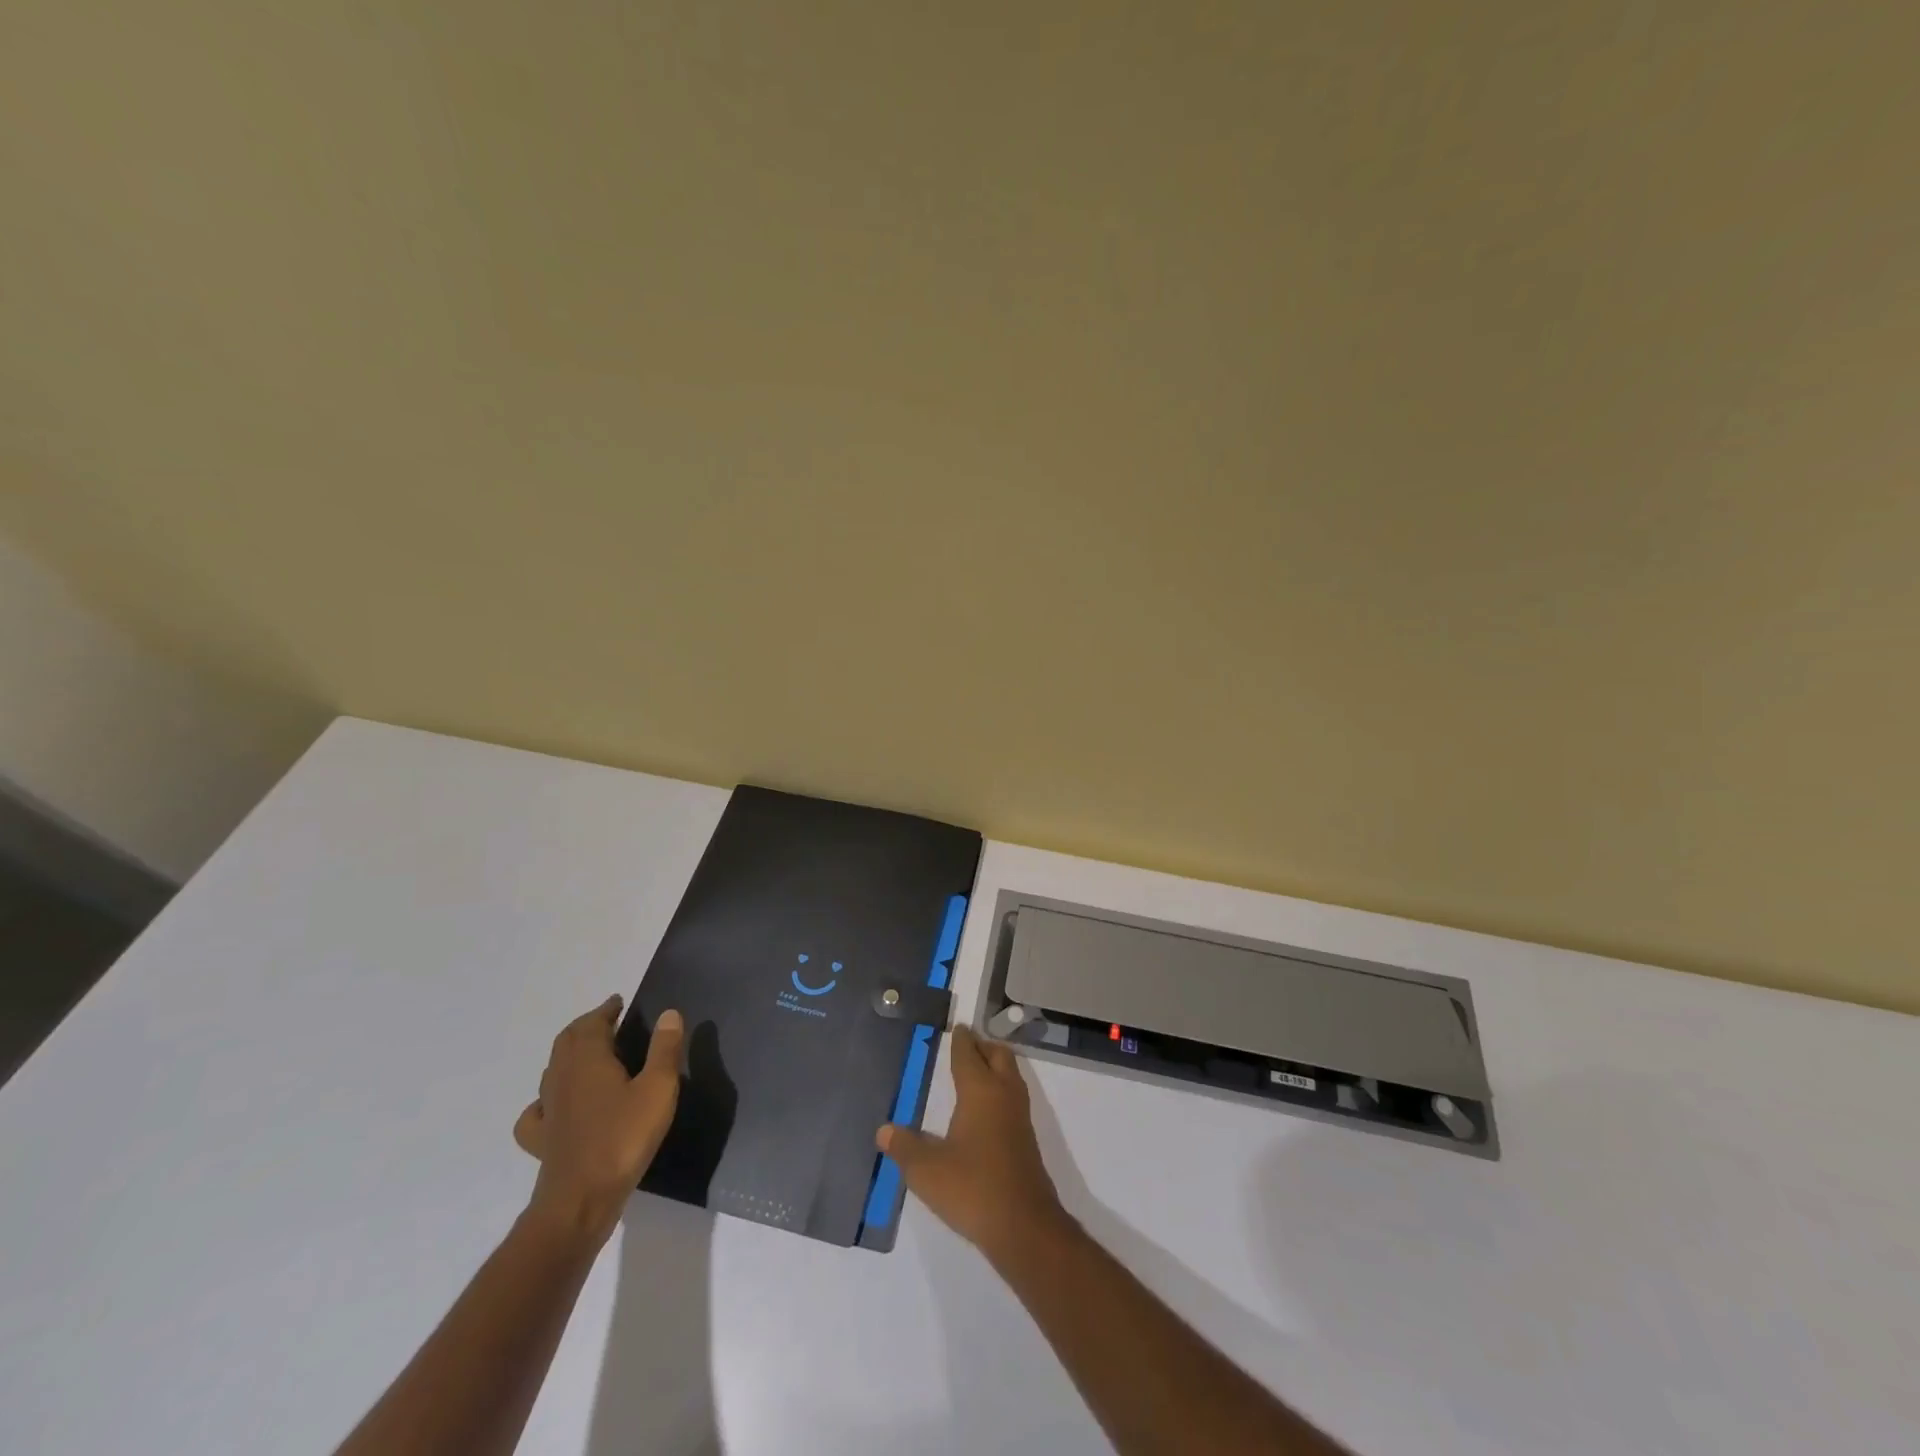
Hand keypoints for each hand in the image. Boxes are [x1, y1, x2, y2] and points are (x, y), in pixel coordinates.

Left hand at [513, 996, 682, 1243]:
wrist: (579, 1201)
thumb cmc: (624, 1138)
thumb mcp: (658, 1089)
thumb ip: (664, 1049)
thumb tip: (668, 1013)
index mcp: (589, 1060)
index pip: (593, 1023)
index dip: (605, 1010)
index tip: (618, 1002)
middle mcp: (562, 1078)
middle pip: (567, 1041)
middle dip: (586, 1026)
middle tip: (607, 1021)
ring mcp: (548, 1110)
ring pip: (552, 1070)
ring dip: (568, 1054)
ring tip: (588, 1055)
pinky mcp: (541, 1140)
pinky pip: (537, 1111)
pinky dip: (545, 1100)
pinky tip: (555, 1106)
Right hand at [877, 1025, 1071, 1264]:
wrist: (1024, 1226)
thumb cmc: (973, 1188)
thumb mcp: (927, 1171)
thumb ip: (904, 1148)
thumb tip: (883, 1130)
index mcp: (980, 1090)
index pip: (969, 1053)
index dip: (961, 1039)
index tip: (955, 1027)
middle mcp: (1003, 1094)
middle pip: (998, 1055)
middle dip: (982, 1045)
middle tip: (965, 1044)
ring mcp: (1019, 1116)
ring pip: (1010, 1075)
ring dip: (995, 1066)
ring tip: (974, 1070)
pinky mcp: (1026, 1139)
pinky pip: (1013, 1097)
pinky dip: (1001, 1089)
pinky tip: (985, 1109)